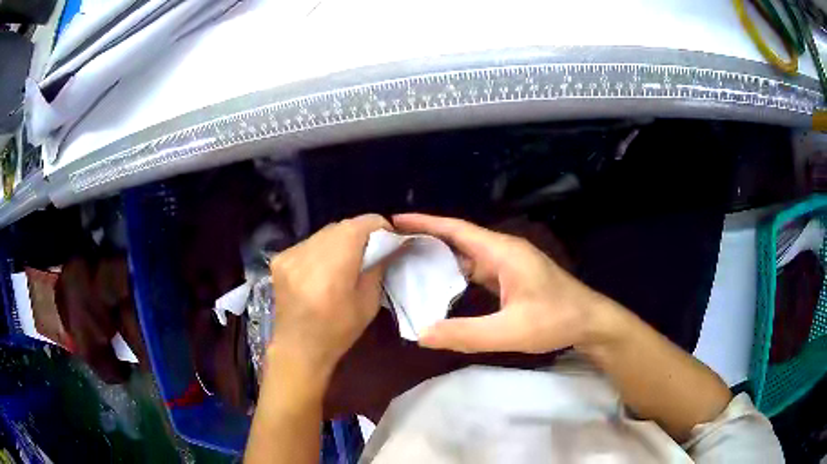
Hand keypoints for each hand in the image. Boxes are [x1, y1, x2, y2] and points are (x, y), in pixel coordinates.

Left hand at [268, 214, 390, 377]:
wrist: (298, 348)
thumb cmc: (338, 331)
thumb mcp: (368, 302)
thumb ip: (377, 267)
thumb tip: (389, 244)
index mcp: (333, 267)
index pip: (359, 225)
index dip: (378, 226)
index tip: (389, 237)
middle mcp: (308, 253)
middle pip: (341, 226)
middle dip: (359, 232)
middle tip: (371, 248)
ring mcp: (290, 254)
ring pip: (324, 233)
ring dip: (339, 240)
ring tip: (347, 258)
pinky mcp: (280, 259)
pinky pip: (309, 243)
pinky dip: (321, 249)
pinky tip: (324, 267)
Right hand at [393, 213, 612, 353]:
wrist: (590, 322)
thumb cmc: (555, 320)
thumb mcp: (510, 331)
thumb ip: (466, 334)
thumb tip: (422, 334)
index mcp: (502, 252)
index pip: (457, 230)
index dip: (426, 223)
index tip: (396, 220)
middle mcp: (503, 251)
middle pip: (459, 239)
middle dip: (426, 239)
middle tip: (393, 246)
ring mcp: (509, 264)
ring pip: (467, 255)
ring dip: (440, 258)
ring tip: (408, 264)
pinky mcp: (512, 277)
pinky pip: (476, 270)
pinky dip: (455, 274)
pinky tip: (441, 286)